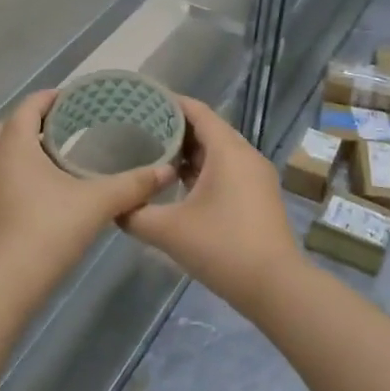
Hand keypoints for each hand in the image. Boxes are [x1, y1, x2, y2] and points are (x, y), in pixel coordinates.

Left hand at [0, 89, 175, 292]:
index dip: (54, 98)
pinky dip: (18, 174)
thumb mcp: (97, 203)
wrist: (6, 281)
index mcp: (14, 142)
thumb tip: (166, 171)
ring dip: (25, 149)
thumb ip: (133, 185)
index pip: (31, 104)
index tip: (78, 101)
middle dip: (38, 122)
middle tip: (70, 129)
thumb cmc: (49, 229)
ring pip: (2, 153)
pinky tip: (42, 193)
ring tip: (58, 159)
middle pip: (12, 125)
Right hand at [120, 97, 301, 310]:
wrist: (276, 288)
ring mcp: (255, 176)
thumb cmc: (222, 248)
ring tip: (152, 154)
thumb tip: (113, 205)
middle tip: (138, 129)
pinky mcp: (258, 196)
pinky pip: (226, 169)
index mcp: (228, 151)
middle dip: (174, 128)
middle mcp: (245, 155)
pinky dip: (202, 169)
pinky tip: (176, 183)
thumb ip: (134, 214)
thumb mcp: (167, 231)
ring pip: (217, 151)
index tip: (139, 102)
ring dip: (188, 151)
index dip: (169, 103)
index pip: (197, 111)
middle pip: (207, 129)